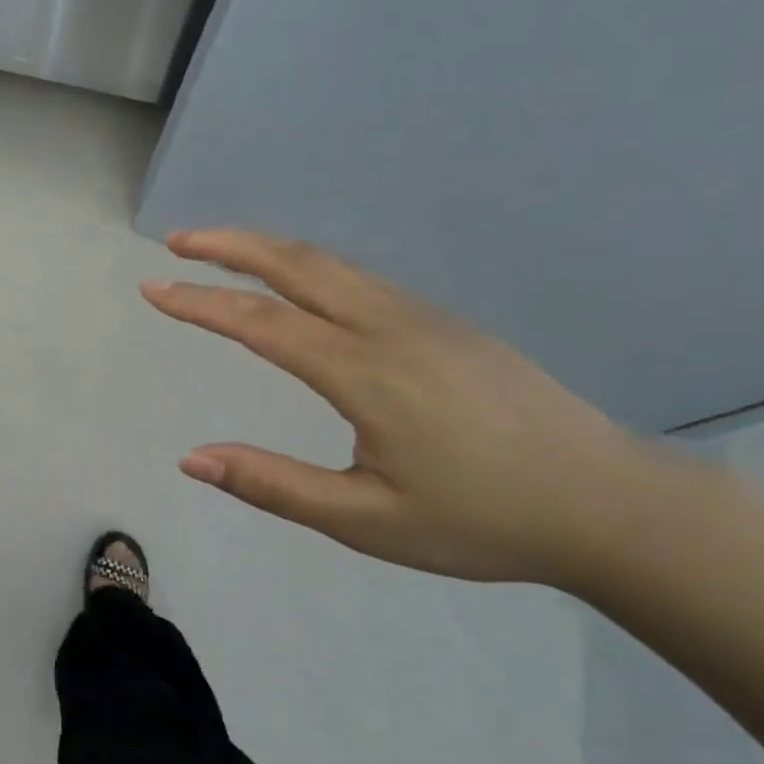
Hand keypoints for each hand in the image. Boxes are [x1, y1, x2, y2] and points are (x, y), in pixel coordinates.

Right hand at [142, 230, 652, 584]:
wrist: (610, 505)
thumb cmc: (481, 521)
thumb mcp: (365, 521)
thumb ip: (272, 485)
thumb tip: (191, 458)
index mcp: (366, 372)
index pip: (261, 323)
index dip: (200, 302)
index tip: (153, 288)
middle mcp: (391, 327)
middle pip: (298, 264)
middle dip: (230, 245)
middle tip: (177, 242)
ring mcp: (425, 318)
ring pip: (332, 265)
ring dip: (268, 250)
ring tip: (221, 253)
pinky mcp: (447, 325)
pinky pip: (361, 280)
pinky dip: (308, 267)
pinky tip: (296, 286)